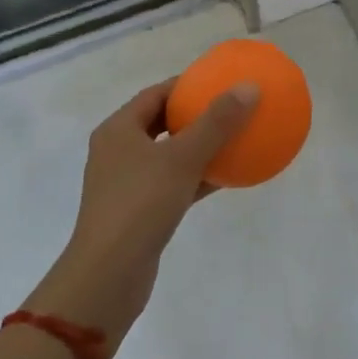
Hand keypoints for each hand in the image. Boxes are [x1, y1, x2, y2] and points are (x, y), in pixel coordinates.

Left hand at [32, 78, 257, 346]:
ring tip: (236, 138)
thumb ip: (217, 122)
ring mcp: (127, 184)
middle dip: (196, 115)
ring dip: (200, 147)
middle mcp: (119, 151)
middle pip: (162, 122)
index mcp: (119, 130)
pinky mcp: (139, 212)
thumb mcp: (182, 158)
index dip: (187, 84)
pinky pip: (174, 183)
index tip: (220, 81)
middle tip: (231, 107)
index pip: (156, 94)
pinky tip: (228, 177)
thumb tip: (249, 87)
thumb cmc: (140, 205)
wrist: (108, 277)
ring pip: (170, 155)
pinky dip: (198, 177)